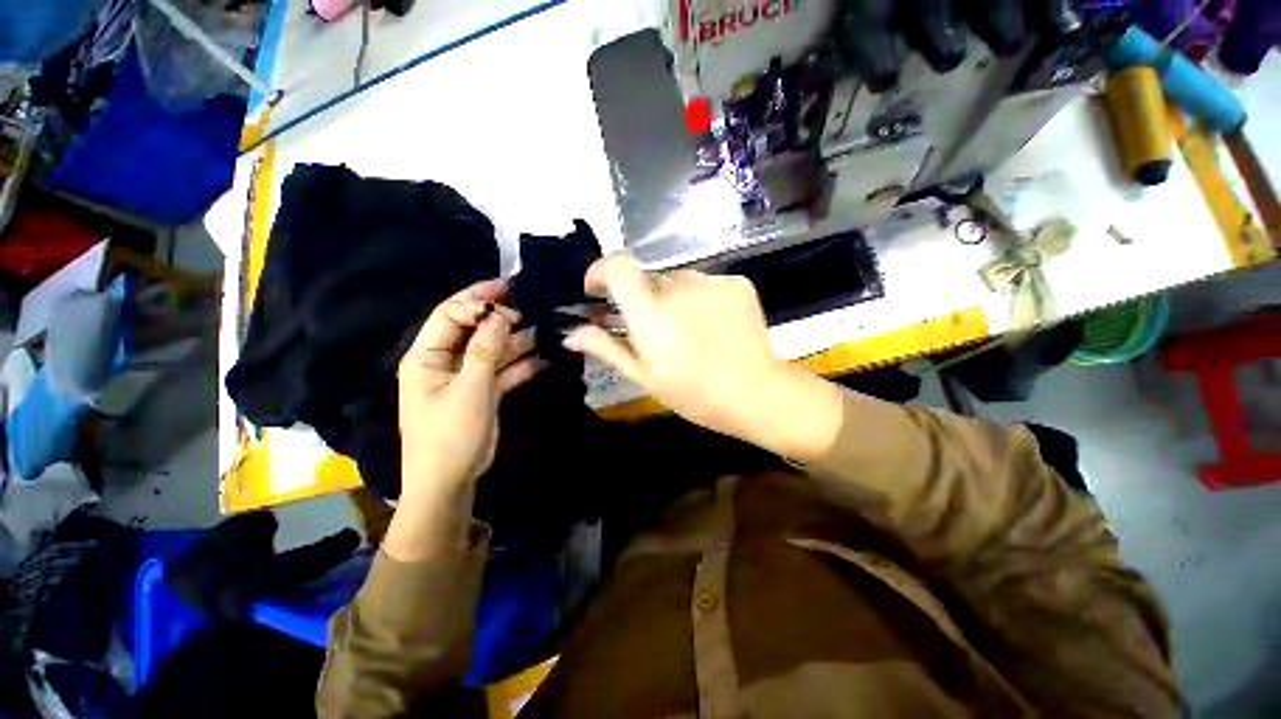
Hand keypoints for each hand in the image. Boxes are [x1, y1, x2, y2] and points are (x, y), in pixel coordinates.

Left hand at [396, 279, 543, 501]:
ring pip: (491, 350)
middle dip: (499, 318)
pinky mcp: (481, 392)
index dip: (477, 301)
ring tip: (543, 330)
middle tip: (529, 308)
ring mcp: (465, 378)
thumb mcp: (471, 387)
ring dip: (515, 341)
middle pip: (472, 330)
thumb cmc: (451, 433)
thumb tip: (499, 313)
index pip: (449, 315)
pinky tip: (543, 359)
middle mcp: (443, 362)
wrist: (449, 482)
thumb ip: (486, 348)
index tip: (509, 294)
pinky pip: (502, 371)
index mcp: (426, 356)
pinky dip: (520, 366)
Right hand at [562, 255, 842, 458]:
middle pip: (650, 281)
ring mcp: (711, 282)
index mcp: (650, 311)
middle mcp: (678, 286)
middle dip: (645, 301)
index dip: (601, 270)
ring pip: (681, 283)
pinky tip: (715, 327)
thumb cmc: (693, 392)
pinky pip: (709, 285)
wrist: (755, 394)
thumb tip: (570, 334)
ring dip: (677, 301)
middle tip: (658, 332)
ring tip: (691, 333)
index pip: (617, 266)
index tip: (598, 289)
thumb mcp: (644, 375)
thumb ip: (606, 348)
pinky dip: (704, 300)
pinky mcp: (737, 283)